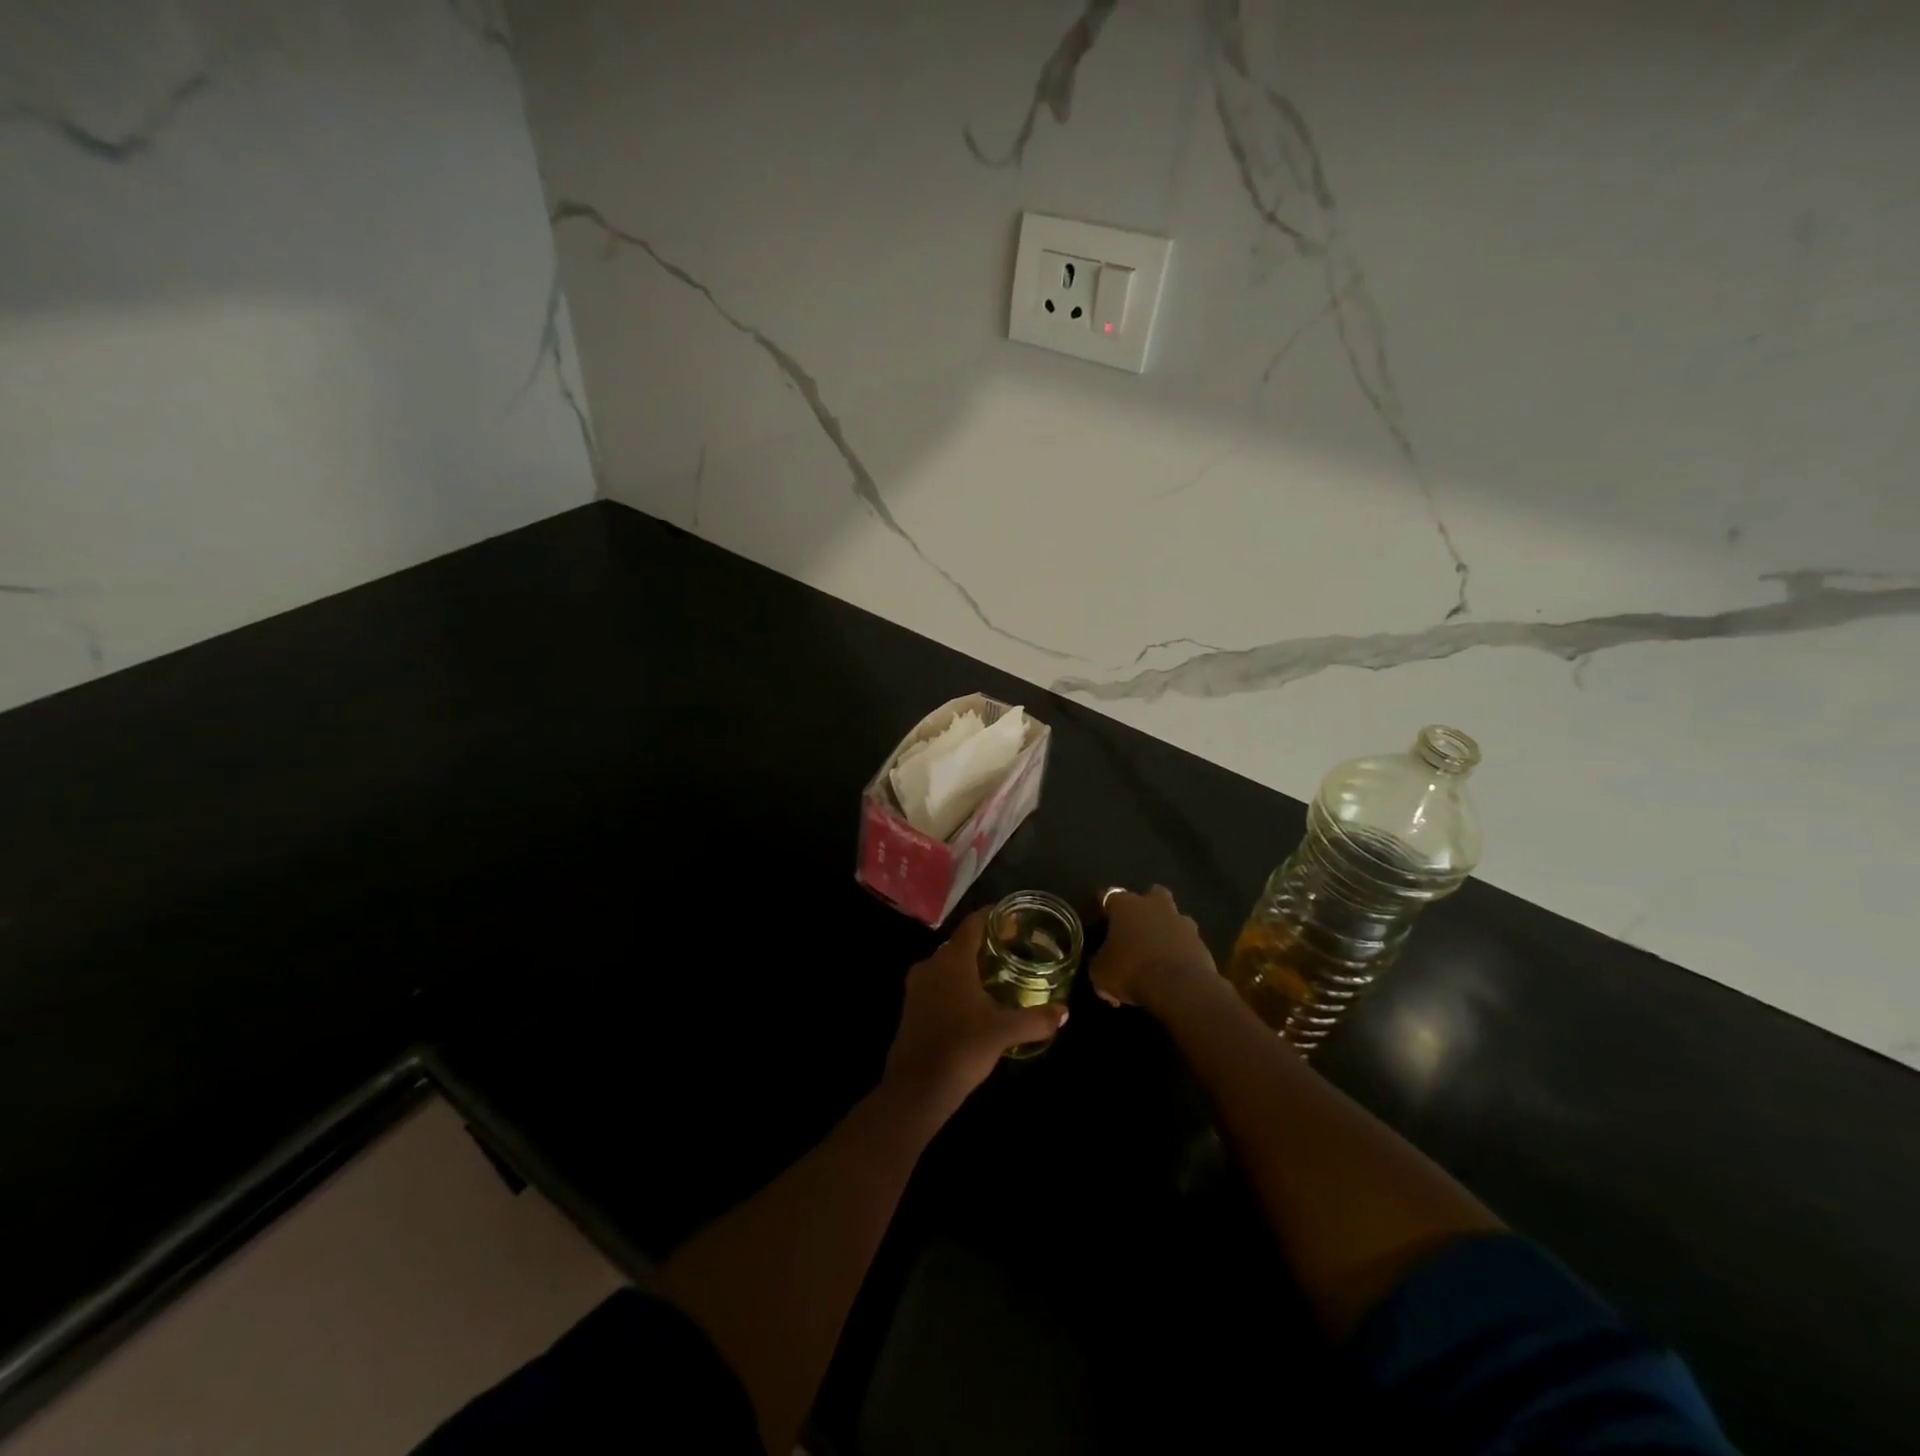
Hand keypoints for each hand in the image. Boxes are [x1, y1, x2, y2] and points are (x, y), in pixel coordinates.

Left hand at [884, 910, 1067, 1111]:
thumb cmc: (963, 1046)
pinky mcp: (911, 1007)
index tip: (1013, 917)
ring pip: (947, 965)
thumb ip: (1036, 1019)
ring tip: (996, 973)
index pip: (973, 924)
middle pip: (960, 943)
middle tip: (1011, 948)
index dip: (993, 916)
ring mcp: (917, 986)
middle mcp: (931, 964)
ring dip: (969, 966)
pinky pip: (937, 984)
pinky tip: (974, 1001)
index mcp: (953, 960)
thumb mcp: (1005, 1031)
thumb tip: (1064, 1012)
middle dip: (984, 943)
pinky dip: (956, 984)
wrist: (917, 1086)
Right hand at [1090, 885, 1217, 1012]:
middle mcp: (1155, 905)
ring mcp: (1182, 921)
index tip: (1099, 921)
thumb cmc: (1131, 971)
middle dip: (1145, 907)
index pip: (1108, 895)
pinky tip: (1173, 970)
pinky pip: (1187, 942)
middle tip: (1136, 928)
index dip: (1102, 908)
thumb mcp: (1100, 973)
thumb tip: (1101, 965)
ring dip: (1166, 929)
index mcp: (1125, 905)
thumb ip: (1099, 963)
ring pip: (1174, 917)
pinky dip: (1180, 951)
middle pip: (1151, 894)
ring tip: (1157, 951)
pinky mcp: (1201, 942)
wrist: (1179, 987)